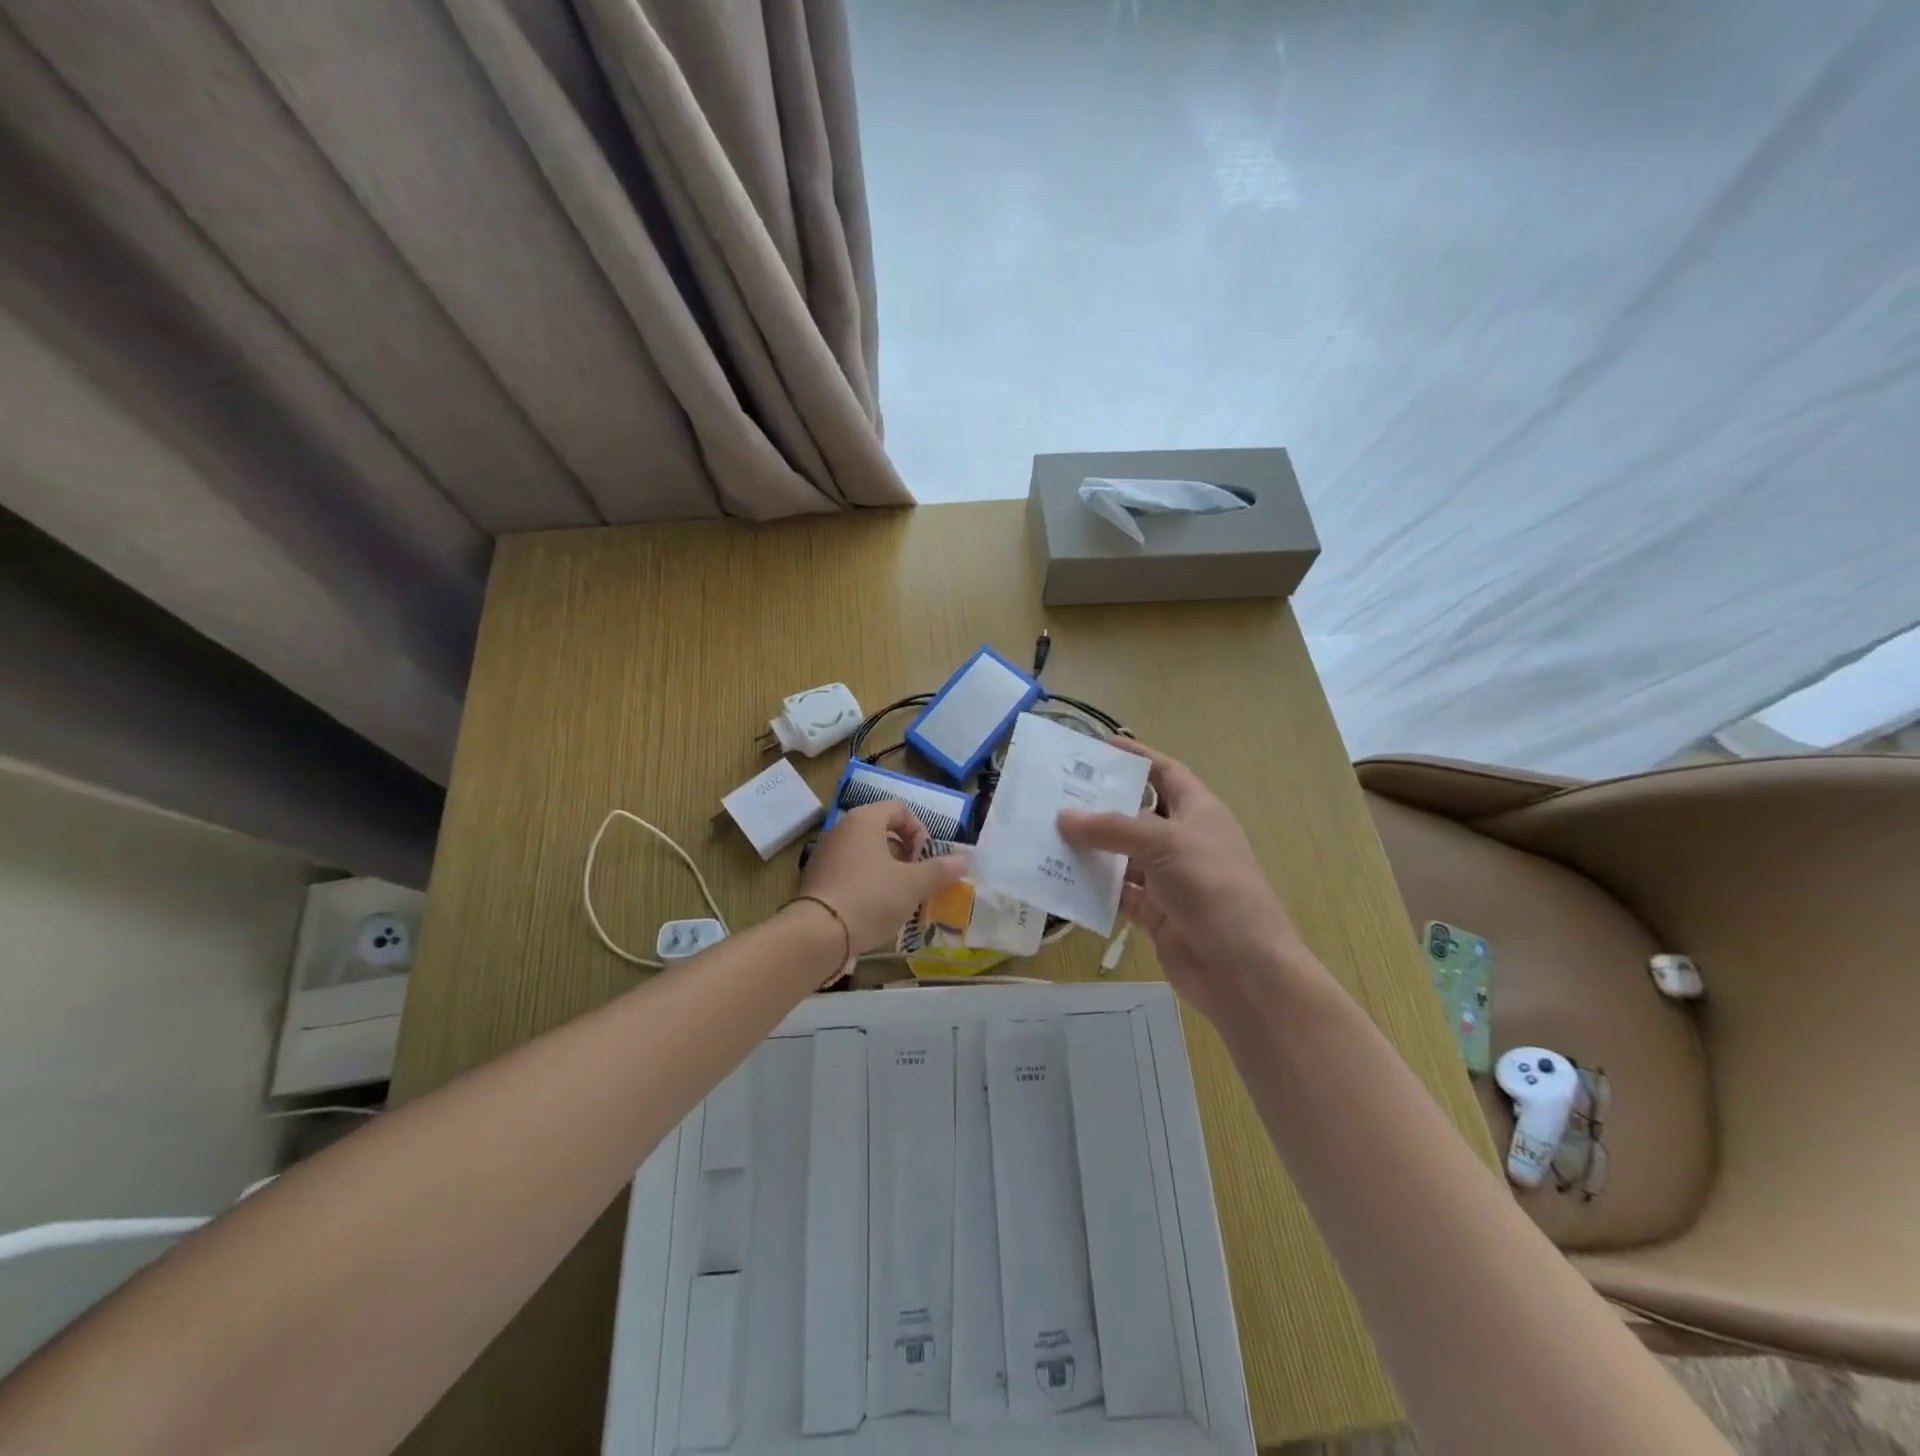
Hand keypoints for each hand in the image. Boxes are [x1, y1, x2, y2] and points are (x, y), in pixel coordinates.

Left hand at [800, 801, 966, 952]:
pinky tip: (875, 910)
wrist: (818, 935)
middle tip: (916, 880)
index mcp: (864, 820)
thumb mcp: (913, 885)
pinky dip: (867, 884)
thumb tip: (963, 860)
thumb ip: (940, 870)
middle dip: (905, 855)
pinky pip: (850, 872)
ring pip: (867, 854)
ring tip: (899, 898)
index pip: (899, 809)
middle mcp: (842, 830)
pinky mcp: (817, 879)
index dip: (919, 831)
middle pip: (882, 832)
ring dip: (888, 871)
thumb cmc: (870, 898)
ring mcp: (826, 854)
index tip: (925, 859)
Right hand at [1058, 741, 1308, 1025]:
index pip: (1165, 772)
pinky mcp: (1156, 913)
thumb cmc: (1213, 888)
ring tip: (1046, 833)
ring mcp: (1169, 879)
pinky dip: (1094, 887)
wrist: (1244, 969)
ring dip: (1091, 847)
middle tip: (1056, 793)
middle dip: (1101, 804)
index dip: (1137, 757)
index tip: (1098, 748)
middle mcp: (1183, 840)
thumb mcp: (1164, 844)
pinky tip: (1061, 878)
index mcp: (1199, 811)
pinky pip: (1118, 892)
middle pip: (1137, 813)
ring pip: (1123, 855)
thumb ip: (1112, 829)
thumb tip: (1063, 817)